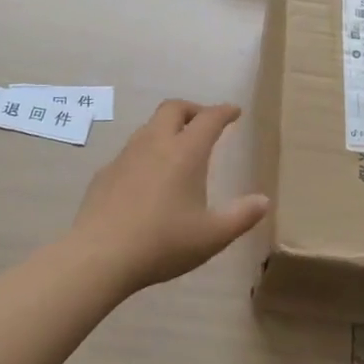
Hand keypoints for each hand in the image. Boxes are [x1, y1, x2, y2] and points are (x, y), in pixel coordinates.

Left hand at [66, 100, 269, 292]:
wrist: (100, 256)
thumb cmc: (163, 243)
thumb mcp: (212, 236)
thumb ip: (241, 216)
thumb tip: (263, 201)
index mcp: (185, 152)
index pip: (208, 118)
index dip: (224, 112)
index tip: (234, 112)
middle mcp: (154, 144)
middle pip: (173, 108)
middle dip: (193, 109)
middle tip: (205, 124)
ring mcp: (126, 156)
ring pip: (149, 127)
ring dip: (167, 129)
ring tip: (178, 150)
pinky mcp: (105, 173)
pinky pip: (130, 151)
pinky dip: (146, 153)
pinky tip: (147, 179)